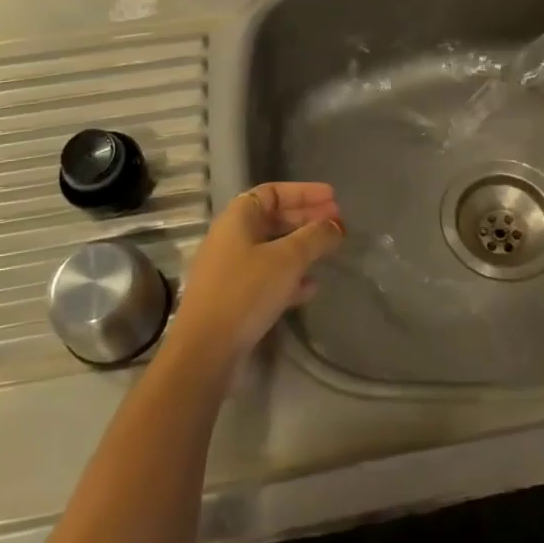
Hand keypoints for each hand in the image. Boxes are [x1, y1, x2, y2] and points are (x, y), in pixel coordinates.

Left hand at [168, 182, 343, 364]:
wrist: (206, 350)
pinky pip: (266, 277)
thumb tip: (336, 224)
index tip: (333, 198)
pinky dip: (290, 276)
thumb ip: (316, 237)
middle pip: (273, 218)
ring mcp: (229, 269)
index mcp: (237, 218)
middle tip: (337, 224)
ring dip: (301, 248)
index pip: (273, 192)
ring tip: (329, 252)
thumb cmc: (246, 291)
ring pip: (272, 249)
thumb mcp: (288, 259)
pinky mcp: (232, 298)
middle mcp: (230, 238)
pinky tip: (311, 287)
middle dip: (307, 219)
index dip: (304, 192)